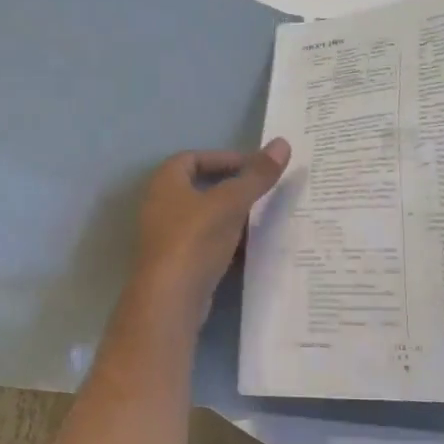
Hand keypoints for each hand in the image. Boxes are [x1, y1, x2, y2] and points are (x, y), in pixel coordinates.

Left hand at [132, 139, 291, 319]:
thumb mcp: (231, 202)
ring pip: (204, 217)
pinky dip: (226, 242)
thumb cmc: (195, 239)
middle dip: (231, 188)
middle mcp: (160, 205)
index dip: (224, 158)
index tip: (253, 167)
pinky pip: (205, 244)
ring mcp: (166, 237)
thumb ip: (256, 175)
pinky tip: (249, 249)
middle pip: (199, 187)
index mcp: (165, 182)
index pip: (193, 157)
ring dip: (230, 216)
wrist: (170, 300)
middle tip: (261, 191)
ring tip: (262, 218)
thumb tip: (282, 143)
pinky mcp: (176, 264)